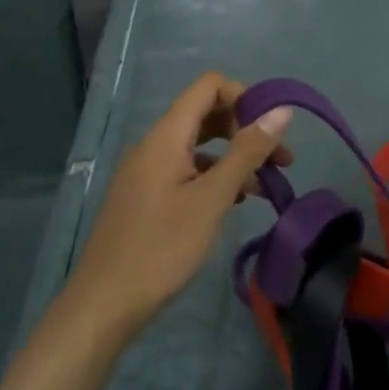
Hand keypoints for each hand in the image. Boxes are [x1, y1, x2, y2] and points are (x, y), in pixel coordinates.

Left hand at [57, 73, 292, 343]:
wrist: (106, 303)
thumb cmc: (162, 247)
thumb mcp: (212, 198)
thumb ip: (247, 152)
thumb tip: (281, 112)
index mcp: (166, 136)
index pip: (209, 86)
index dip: (245, 98)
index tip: (272, 132)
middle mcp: (154, 144)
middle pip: (206, 114)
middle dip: (246, 129)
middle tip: (281, 161)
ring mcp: (148, 171)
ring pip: (199, 145)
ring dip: (235, 156)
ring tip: (266, 186)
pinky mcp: (148, 196)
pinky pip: (187, 170)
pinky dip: (216, 176)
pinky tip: (235, 201)